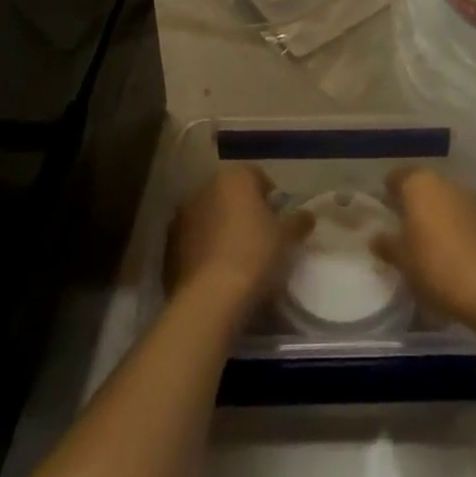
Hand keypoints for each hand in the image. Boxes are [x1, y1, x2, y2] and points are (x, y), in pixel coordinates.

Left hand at [165, 165, 310, 312]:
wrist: (209, 299)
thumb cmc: (254, 256)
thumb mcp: (286, 238)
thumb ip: (298, 221)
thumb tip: (307, 215)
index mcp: (234, 177)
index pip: (257, 177)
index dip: (270, 198)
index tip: (277, 222)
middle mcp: (205, 187)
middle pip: (230, 194)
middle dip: (243, 211)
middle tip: (259, 239)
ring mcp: (182, 216)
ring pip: (209, 216)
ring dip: (221, 228)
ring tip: (236, 258)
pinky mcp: (168, 245)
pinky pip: (193, 240)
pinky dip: (203, 248)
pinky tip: (216, 272)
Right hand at [373, 167, 475, 350]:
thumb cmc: (436, 267)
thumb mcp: (402, 260)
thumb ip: (386, 244)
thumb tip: (375, 237)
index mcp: (419, 184)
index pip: (396, 178)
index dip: (387, 195)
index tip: (382, 214)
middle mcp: (445, 181)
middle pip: (422, 186)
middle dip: (412, 204)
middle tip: (402, 230)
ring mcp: (470, 196)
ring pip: (443, 199)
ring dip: (435, 214)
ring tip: (427, 242)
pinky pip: (462, 214)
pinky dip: (454, 225)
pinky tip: (451, 250)